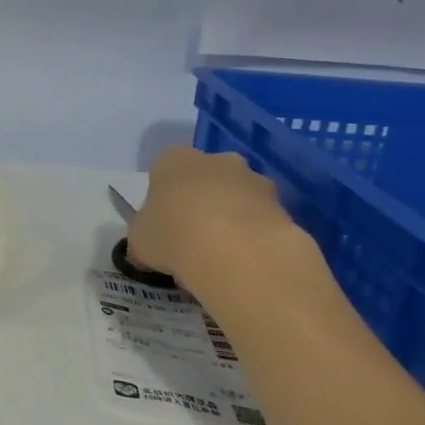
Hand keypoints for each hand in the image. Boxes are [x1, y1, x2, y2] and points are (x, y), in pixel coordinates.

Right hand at [126, 145, 302, 290]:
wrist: (236, 253)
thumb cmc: (172, 235)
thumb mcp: (139, 241)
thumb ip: (144, 238)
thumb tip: (148, 250)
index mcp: (174, 159)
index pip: (165, 169)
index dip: (164, 197)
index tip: (163, 224)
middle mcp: (217, 160)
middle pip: (206, 179)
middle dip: (202, 203)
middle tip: (192, 240)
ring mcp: (255, 181)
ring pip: (238, 198)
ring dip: (231, 219)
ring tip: (221, 259)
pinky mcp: (285, 208)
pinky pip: (262, 221)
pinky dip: (254, 238)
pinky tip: (244, 265)